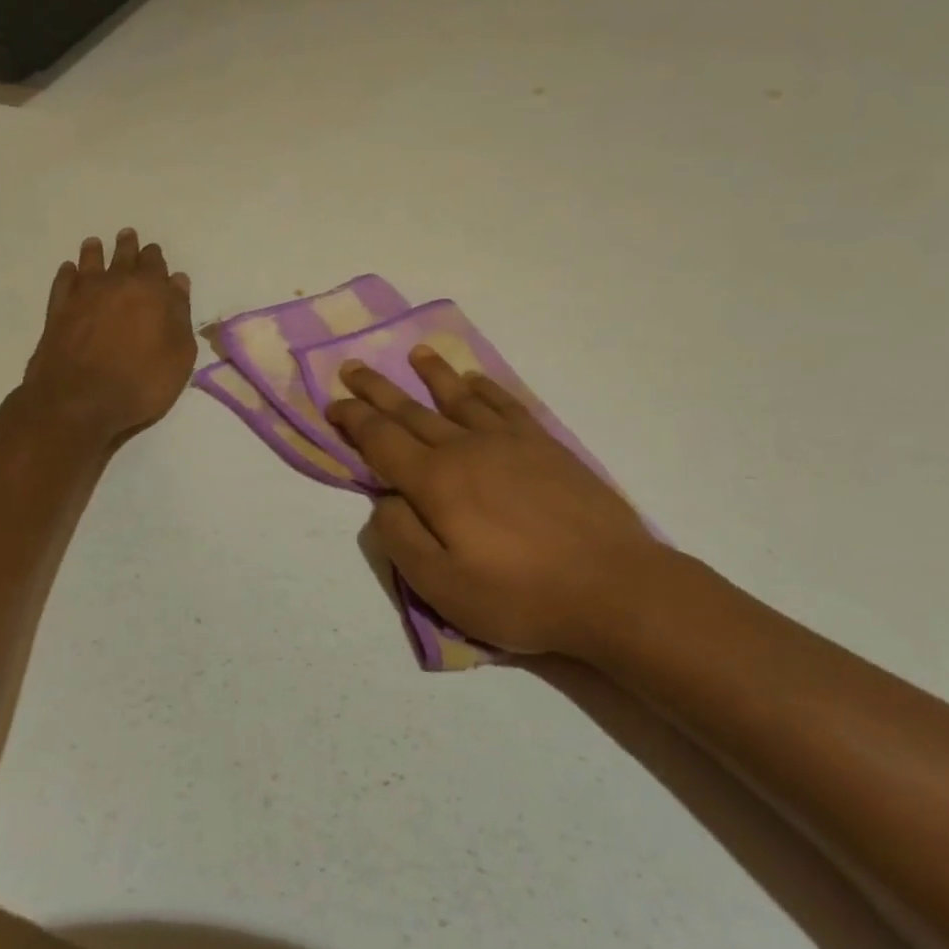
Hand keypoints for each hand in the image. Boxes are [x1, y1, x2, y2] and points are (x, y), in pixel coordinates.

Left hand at [22, 229, 195, 442]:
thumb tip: (177, 283)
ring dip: (95, 252)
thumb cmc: (140, 382)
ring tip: (95, 243)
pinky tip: (69, 270)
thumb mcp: (179, 355)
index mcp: (150, 291)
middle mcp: (116, 284)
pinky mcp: (58, 311)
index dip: (155, 257)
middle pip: (124, 257)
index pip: (155, 265)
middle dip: (128, 246)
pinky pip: (64, 282)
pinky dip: (68, 273)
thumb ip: (180, 315)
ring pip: (90, 263)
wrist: (79, 402)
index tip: (154, 251)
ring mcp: (83, 295)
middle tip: (127, 235)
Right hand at [328, 347, 668, 658]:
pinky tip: (476, 381)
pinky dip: (485, 389)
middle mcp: (466, 448)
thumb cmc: (522, 595)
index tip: (332, 404)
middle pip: (411, 411)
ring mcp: (509, 442)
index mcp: (436, 481)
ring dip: (432, 375)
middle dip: (377, 389)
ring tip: (416, 353)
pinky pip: (506, 405)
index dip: (353, 420)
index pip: (381, 440)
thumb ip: (402, 539)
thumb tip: (384, 500)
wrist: (615, 587)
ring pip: (459, 398)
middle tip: (352, 367)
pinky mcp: (546, 446)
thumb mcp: (444, 587)